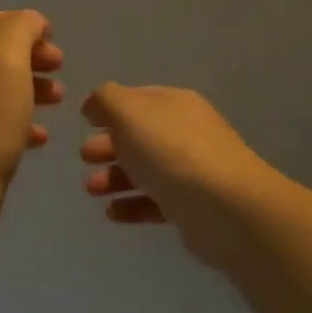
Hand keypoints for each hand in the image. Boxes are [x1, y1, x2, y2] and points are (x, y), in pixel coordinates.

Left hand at [0, 11, 64, 195]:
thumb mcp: (5, 61)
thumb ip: (20, 31)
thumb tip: (30, 20)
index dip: (17, 21)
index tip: (50, 36)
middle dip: (29, 56)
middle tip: (59, 66)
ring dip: (31, 88)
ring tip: (59, 99)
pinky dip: (21, 123)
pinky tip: (40, 138)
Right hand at [80, 83, 280, 270]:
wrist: (225, 207)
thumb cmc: (171, 152)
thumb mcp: (129, 112)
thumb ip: (105, 100)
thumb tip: (94, 105)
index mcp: (174, 104)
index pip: (137, 99)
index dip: (109, 109)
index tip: (85, 124)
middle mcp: (186, 132)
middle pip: (139, 136)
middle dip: (108, 146)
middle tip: (85, 158)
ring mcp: (192, 170)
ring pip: (145, 170)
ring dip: (114, 177)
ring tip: (91, 190)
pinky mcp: (193, 206)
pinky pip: (155, 202)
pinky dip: (131, 204)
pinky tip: (112, 213)